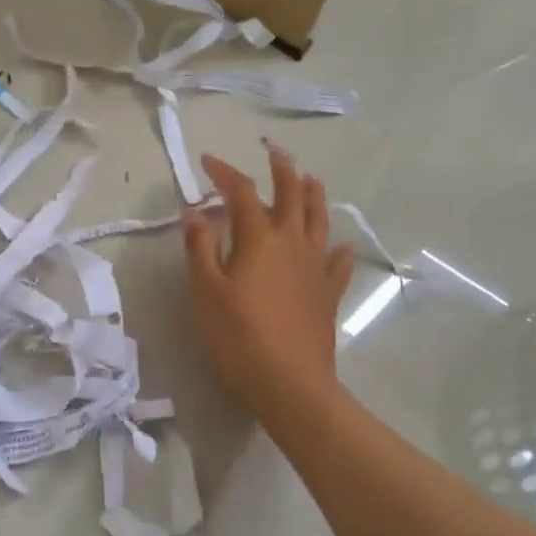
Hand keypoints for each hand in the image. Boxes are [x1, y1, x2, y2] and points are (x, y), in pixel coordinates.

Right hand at [181, 147, 354, 424]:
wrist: (291, 384)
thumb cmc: (239, 337)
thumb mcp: (207, 292)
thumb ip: (200, 248)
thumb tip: (194, 212)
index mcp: (260, 239)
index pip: (242, 193)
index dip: (224, 172)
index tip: (207, 161)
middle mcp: (292, 243)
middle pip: (291, 195)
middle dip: (282, 169)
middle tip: (274, 151)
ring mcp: (315, 268)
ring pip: (319, 221)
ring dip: (313, 195)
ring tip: (310, 178)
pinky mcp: (328, 294)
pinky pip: (338, 265)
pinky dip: (339, 251)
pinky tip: (341, 247)